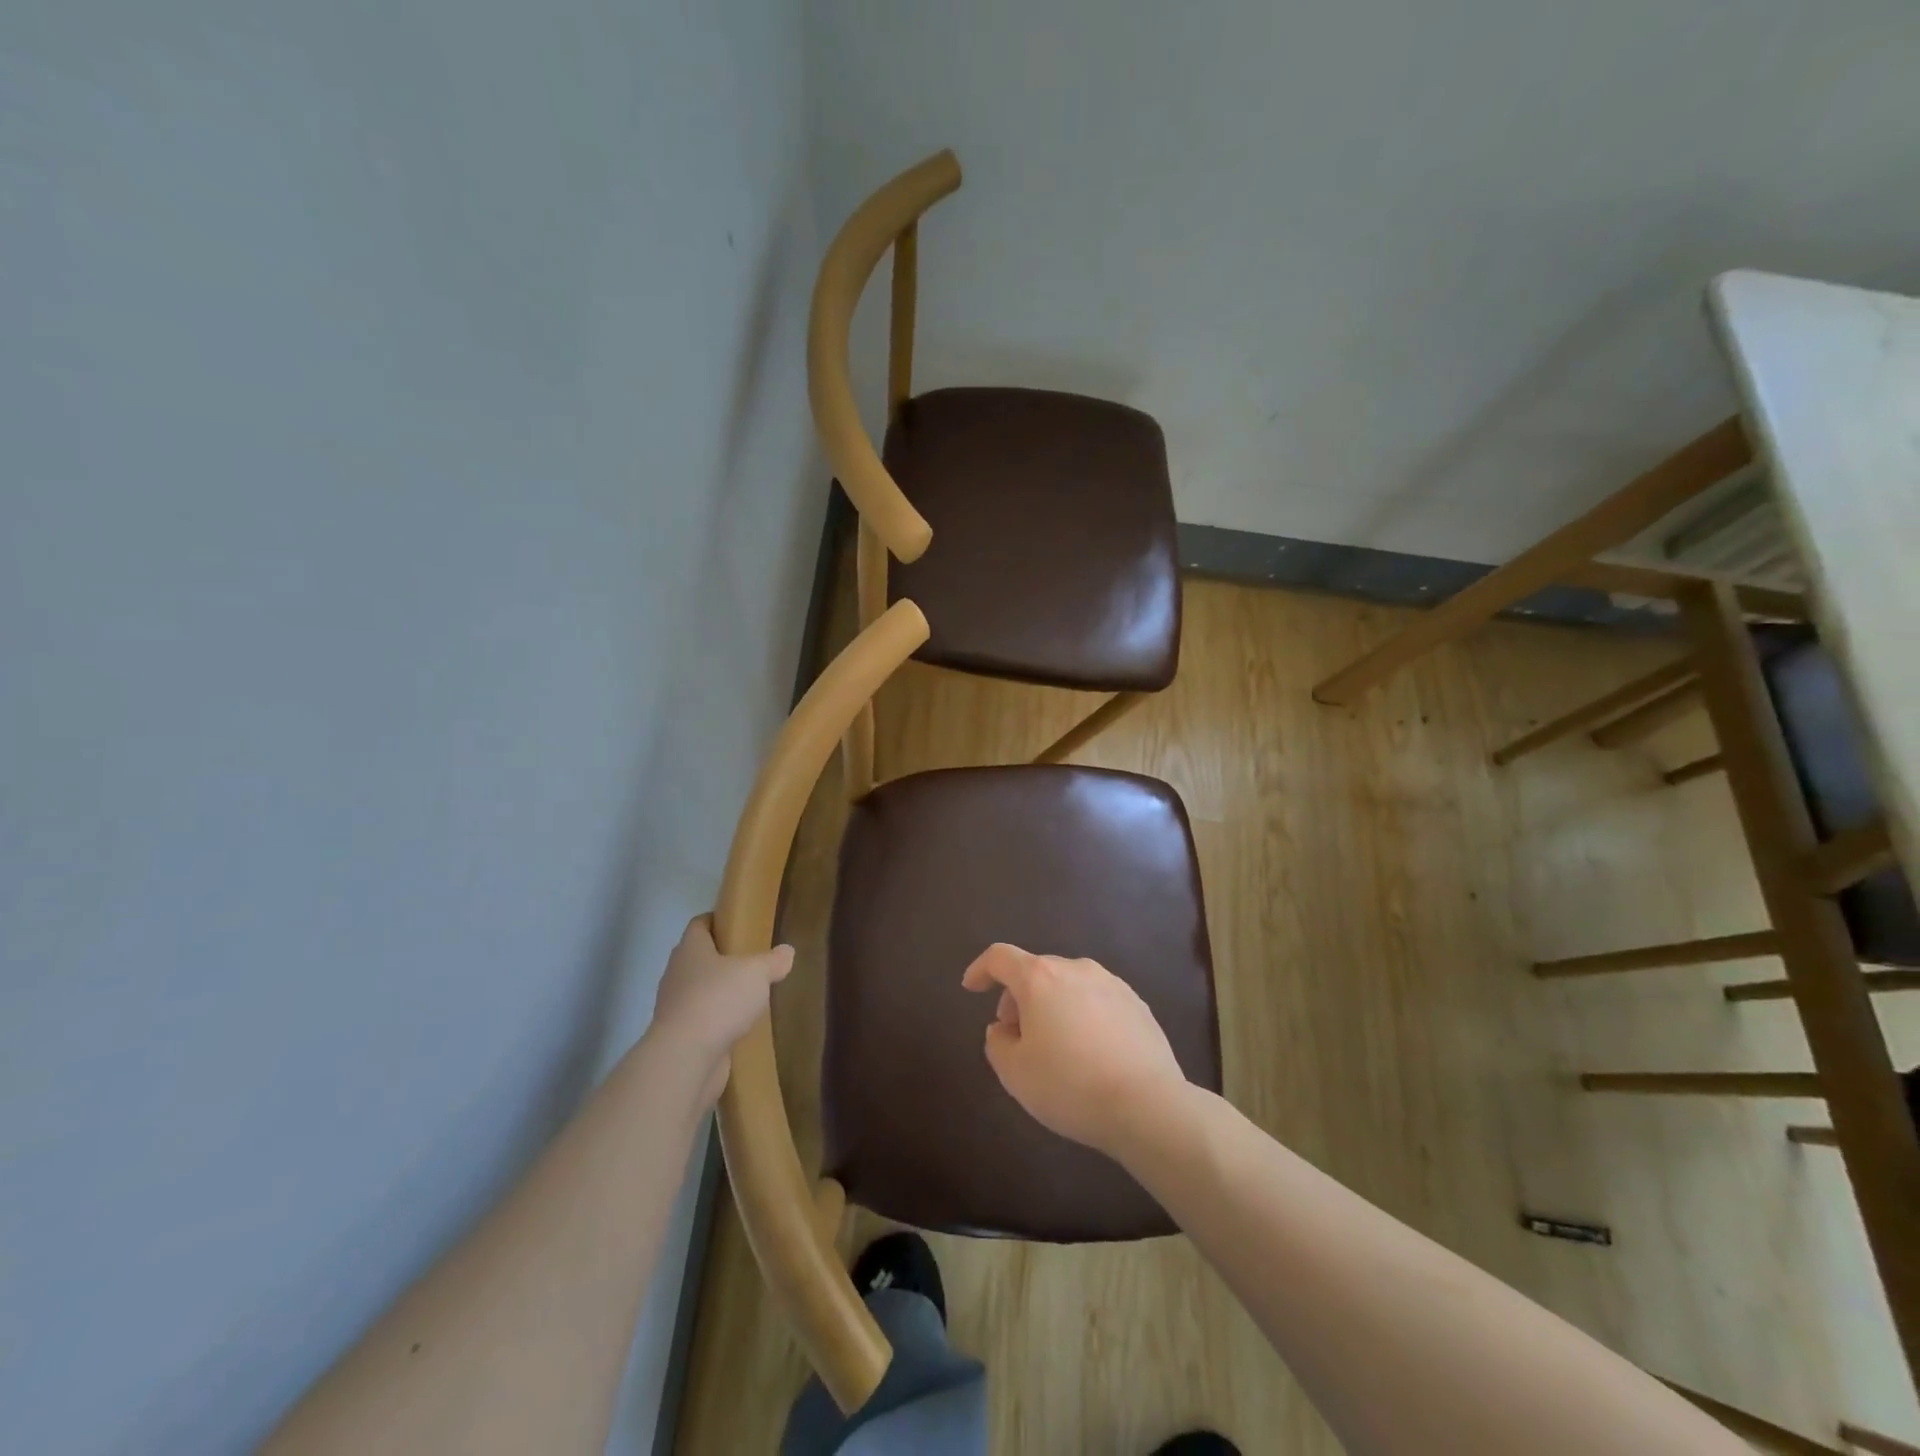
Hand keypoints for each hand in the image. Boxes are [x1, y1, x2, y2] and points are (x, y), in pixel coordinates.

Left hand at [649, 916, 793, 1105]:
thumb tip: (787, 951)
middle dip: (720, 958)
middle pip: (698, 957)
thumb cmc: (719, 1000)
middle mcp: (677, 973)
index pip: (699, 924)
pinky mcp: (679, 1036)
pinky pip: (701, 1020)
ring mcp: (675, 1006)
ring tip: (748, 994)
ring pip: (698, 990)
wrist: (686, 1058)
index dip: (716, 920)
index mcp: (691, 949)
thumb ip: (773, 961)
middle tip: (750, 959)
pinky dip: (716, 1020)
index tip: (737, 923)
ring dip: (718, 991)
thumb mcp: (756, 973)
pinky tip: (738, 1025)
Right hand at [961, 943, 1189, 1156]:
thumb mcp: (1014, 1072)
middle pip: (1036, 972)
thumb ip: (997, 1042)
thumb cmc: (1070, 1085)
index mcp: (1040, 978)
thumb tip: (1004, 1028)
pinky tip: (1090, 1053)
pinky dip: (1083, 1016)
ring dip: (1053, 1006)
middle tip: (1016, 1035)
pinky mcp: (1137, 1004)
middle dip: (1019, 998)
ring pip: (1069, 986)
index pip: (1000, 957)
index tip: (972, 988)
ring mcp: (1112, 984)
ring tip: (1056, 1047)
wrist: (1147, 1105)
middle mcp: (1076, 969)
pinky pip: (1097, 1002)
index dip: (981, 969)